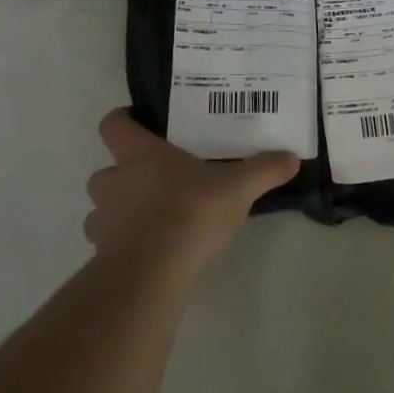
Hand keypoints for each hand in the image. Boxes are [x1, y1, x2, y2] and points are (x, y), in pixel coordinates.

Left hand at [85, 110, 298, 277]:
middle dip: (121, 175)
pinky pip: (107, 245)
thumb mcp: (239, 187)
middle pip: (104, 171)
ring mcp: (104, 222)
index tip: (138, 123)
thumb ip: (264, 170)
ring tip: (150, 219)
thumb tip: (292, 157)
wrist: (152, 271)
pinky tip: (150, 252)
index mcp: (141, 156)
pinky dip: (122, 245)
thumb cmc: (191, 212)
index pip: (114, 125)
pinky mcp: (103, 257)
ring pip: (101, 210)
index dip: (122, 121)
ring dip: (118, 211)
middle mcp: (115, 183)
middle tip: (153, 180)